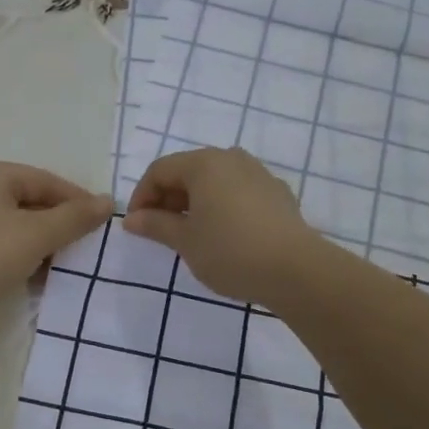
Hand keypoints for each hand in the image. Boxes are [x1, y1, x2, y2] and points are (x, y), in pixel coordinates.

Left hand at [0, 162, 112, 334]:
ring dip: (43, 245)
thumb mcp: (37, 234)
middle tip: (88, 246)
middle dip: (60, 225)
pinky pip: (2, 248)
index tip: (103, 223)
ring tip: (68, 265)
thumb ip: (75, 217)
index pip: (46, 180)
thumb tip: (108, 201)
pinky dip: (23, 259)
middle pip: (31, 202)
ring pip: (17, 228)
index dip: (77, 199)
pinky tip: (40, 279)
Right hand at [123, 147, 324, 304]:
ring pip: (215, 181)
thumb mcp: (186, 241)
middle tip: (160, 231)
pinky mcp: (278, 194)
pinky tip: (224, 234)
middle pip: (188, 171)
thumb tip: (132, 219)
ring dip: (195, 202)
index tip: (136, 225)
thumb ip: (156, 225)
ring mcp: (259, 174)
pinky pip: (239, 192)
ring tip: (191, 233)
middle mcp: (232, 158)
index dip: (141, 196)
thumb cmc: (230, 251)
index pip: (160, 170)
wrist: (296, 270)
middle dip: (168, 198)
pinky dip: (222, 206)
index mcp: (204, 163)